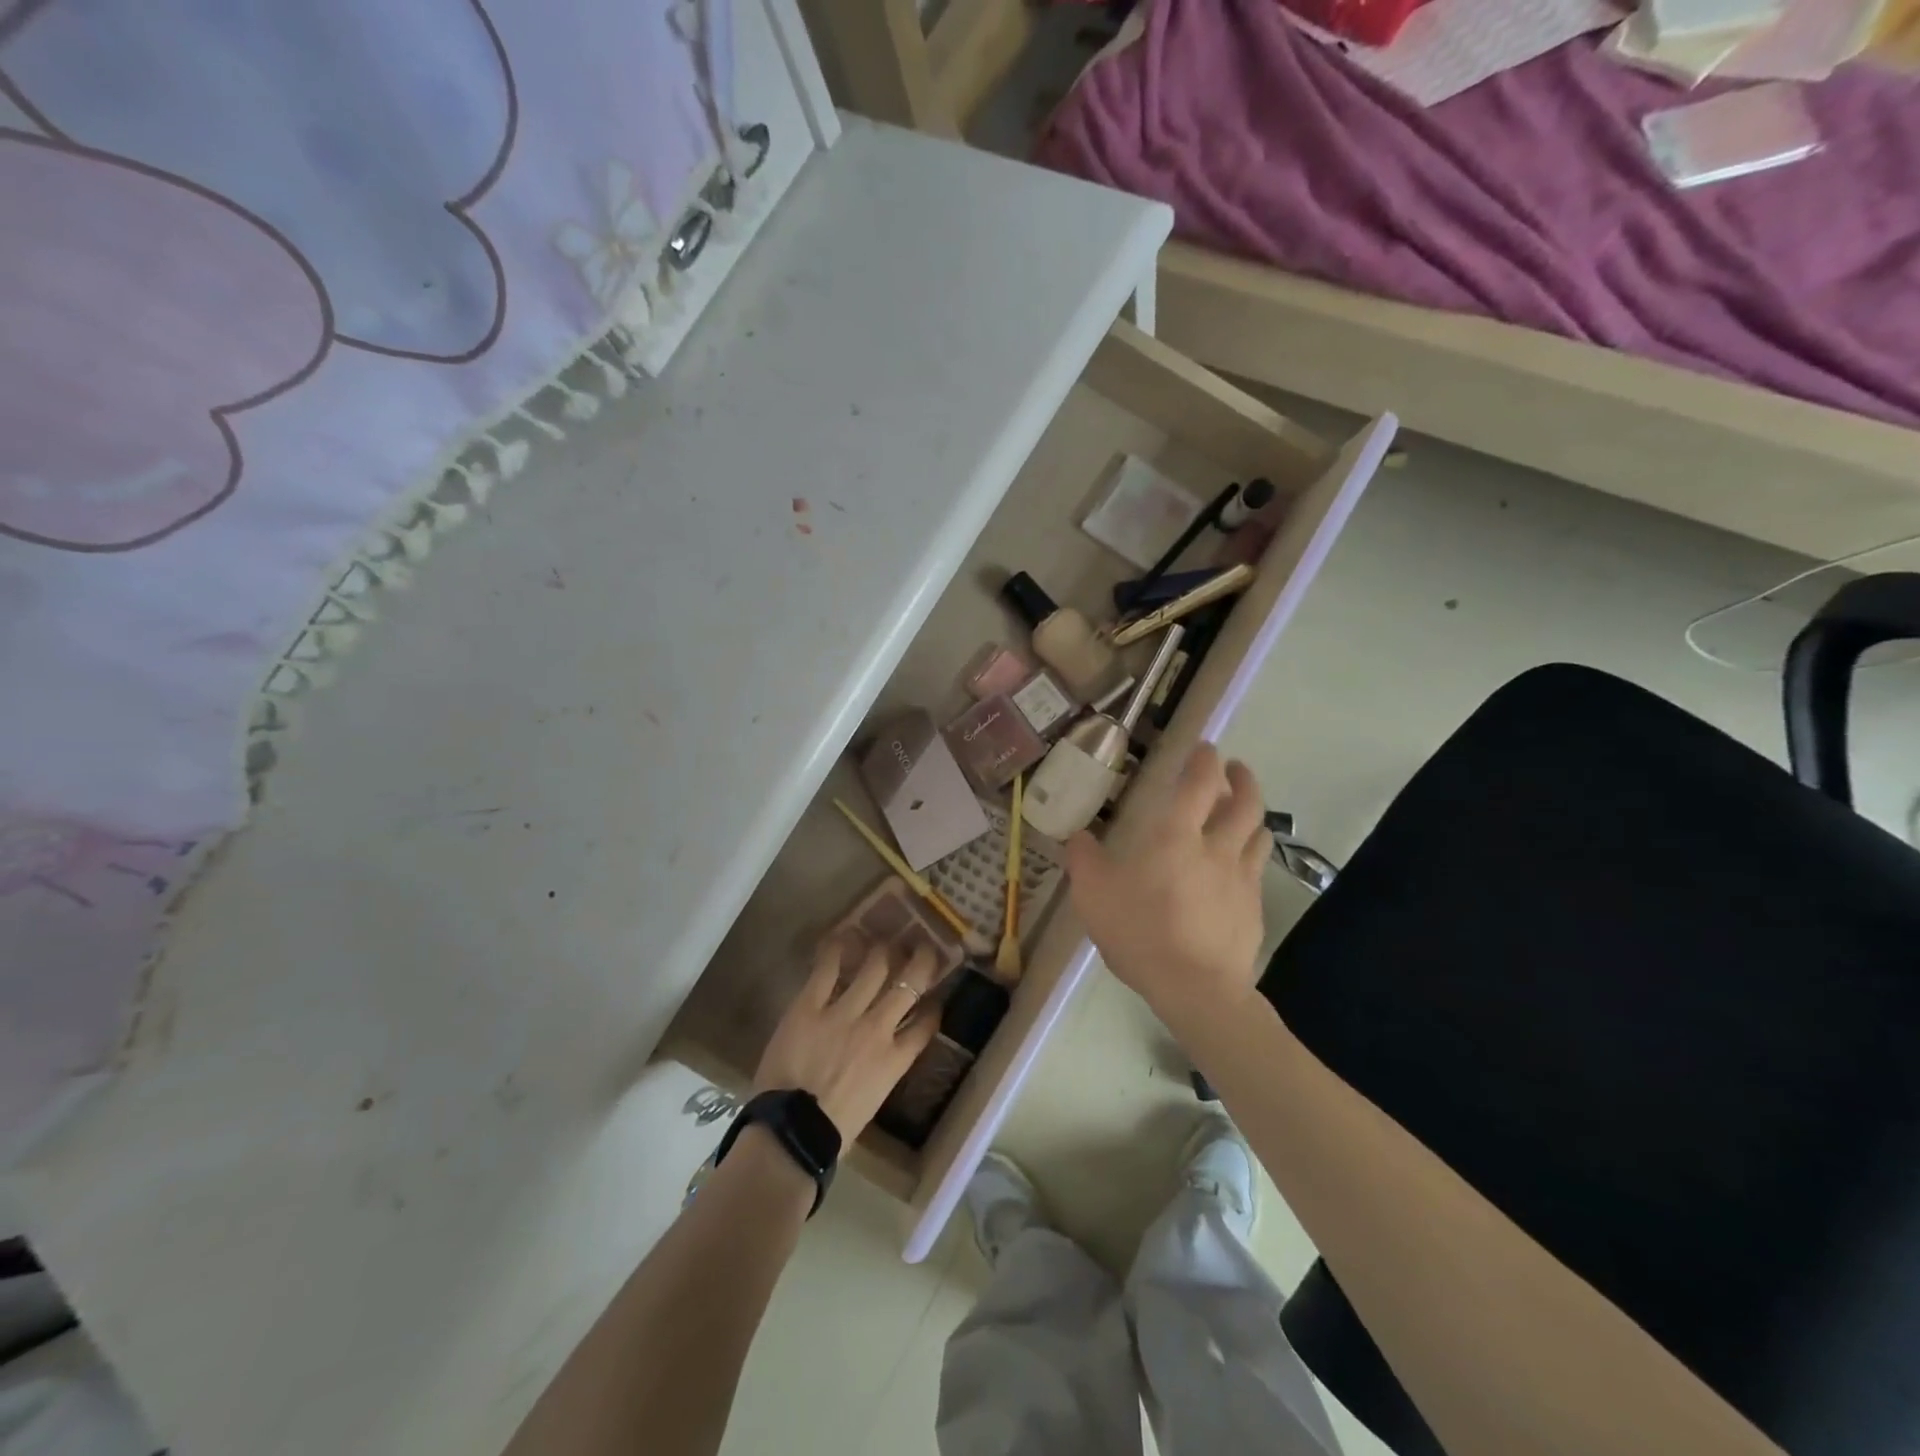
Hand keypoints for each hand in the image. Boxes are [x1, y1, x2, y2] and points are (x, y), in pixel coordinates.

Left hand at [753, 936, 941, 1141]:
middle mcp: (877, 1029)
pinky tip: (844, 937)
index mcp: (895, 1060)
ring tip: (885, 939)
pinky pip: (827, 970)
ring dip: (883, 950)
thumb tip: (876, 1059)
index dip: (932, 1007)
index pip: (925, 1025)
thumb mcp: (872, 1102)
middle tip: (920, 945)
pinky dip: (837, 951)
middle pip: (909, 983)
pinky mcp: (810, 1006)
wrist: (792, 1133)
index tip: (934, 997)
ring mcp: (844, 1014)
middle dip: (919, 961)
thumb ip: (880, 1072)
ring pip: (874, 967)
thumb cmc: (832, 1131)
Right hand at [1066, 744, 1270, 1027]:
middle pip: (1246, 802)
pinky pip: (1258, 869)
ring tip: (1244, 814)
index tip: (1205, 748)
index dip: (1205, 760)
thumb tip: (1077, 837)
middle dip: (1243, 779)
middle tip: (1235, 770)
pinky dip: (1252, 855)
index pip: (1200, 782)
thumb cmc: (1140, 932)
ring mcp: (1241, 878)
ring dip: (1253, 816)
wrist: (1195, 987)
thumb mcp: (1093, 895)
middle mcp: (1216, 847)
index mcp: (1176, 835)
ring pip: (1260, 833)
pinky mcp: (1255, 908)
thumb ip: (1083, 860)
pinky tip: (1240, 867)